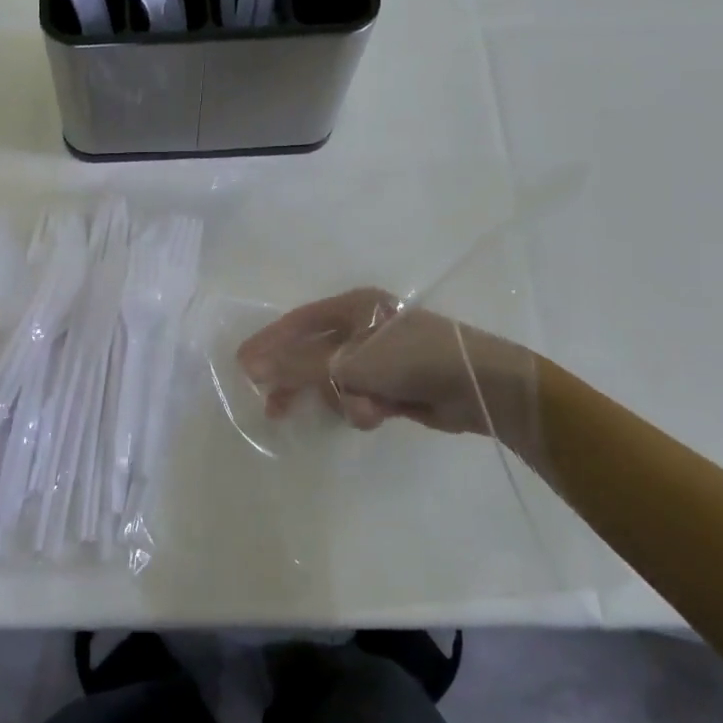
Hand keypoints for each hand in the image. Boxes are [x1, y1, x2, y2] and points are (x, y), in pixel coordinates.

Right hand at [236, 288, 543, 460]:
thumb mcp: (348, 361)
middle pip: (314, 356)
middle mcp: (363, 328)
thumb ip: (297, 366)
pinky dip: (365, 408)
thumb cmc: (411, 360)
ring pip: (337, 383)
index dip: (268, 344)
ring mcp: (379, 358)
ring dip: (344, 400)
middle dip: (301, 383)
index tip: (242, 366)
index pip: (297, 324)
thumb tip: (250, 366)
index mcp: (353, 307)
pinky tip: (382, 414)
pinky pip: (360, 398)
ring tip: (364, 410)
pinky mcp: (393, 385)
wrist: (481, 387)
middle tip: (274, 408)